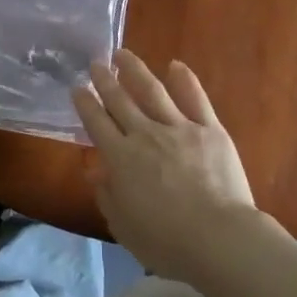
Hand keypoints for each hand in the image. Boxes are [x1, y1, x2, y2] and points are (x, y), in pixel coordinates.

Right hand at [73, 50, 262, 284]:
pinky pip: (195, 98)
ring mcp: (179, 127)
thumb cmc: (167, 242)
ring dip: (135, 70)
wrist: (219, 238)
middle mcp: (146, 135)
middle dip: (105, 81)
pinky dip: (184, 79)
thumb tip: (95, 168)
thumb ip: (107, 194)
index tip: (77, 88)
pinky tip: (175, 65)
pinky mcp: (209, 128)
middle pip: (121, 101)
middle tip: (95, 63)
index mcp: (121, 159)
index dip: (85, 105)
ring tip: (123, 54)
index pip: (97, 124)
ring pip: (152, 91)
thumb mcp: (123, 226)